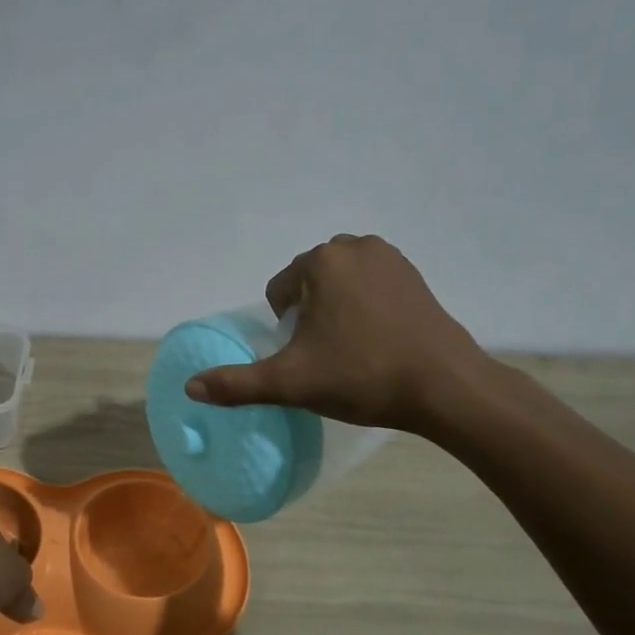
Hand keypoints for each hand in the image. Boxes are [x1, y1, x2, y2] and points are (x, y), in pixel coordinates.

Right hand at [184, 234, 495, 437]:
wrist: (444, 386)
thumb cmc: (361, 376)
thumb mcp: (290, 382)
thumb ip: (237, 383)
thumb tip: (190, 388)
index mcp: (321, 262)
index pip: (280, 290)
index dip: (285, 327)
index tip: (306, 355)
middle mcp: (355, 247)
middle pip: (309, 282)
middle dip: (309, 313)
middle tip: (326, 354)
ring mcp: (391, 258)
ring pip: (341, 282)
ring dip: (336, 308)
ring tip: (351, 347)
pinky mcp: (415, 276)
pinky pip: (372, 285)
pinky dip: (366, 306)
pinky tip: (378, 339)